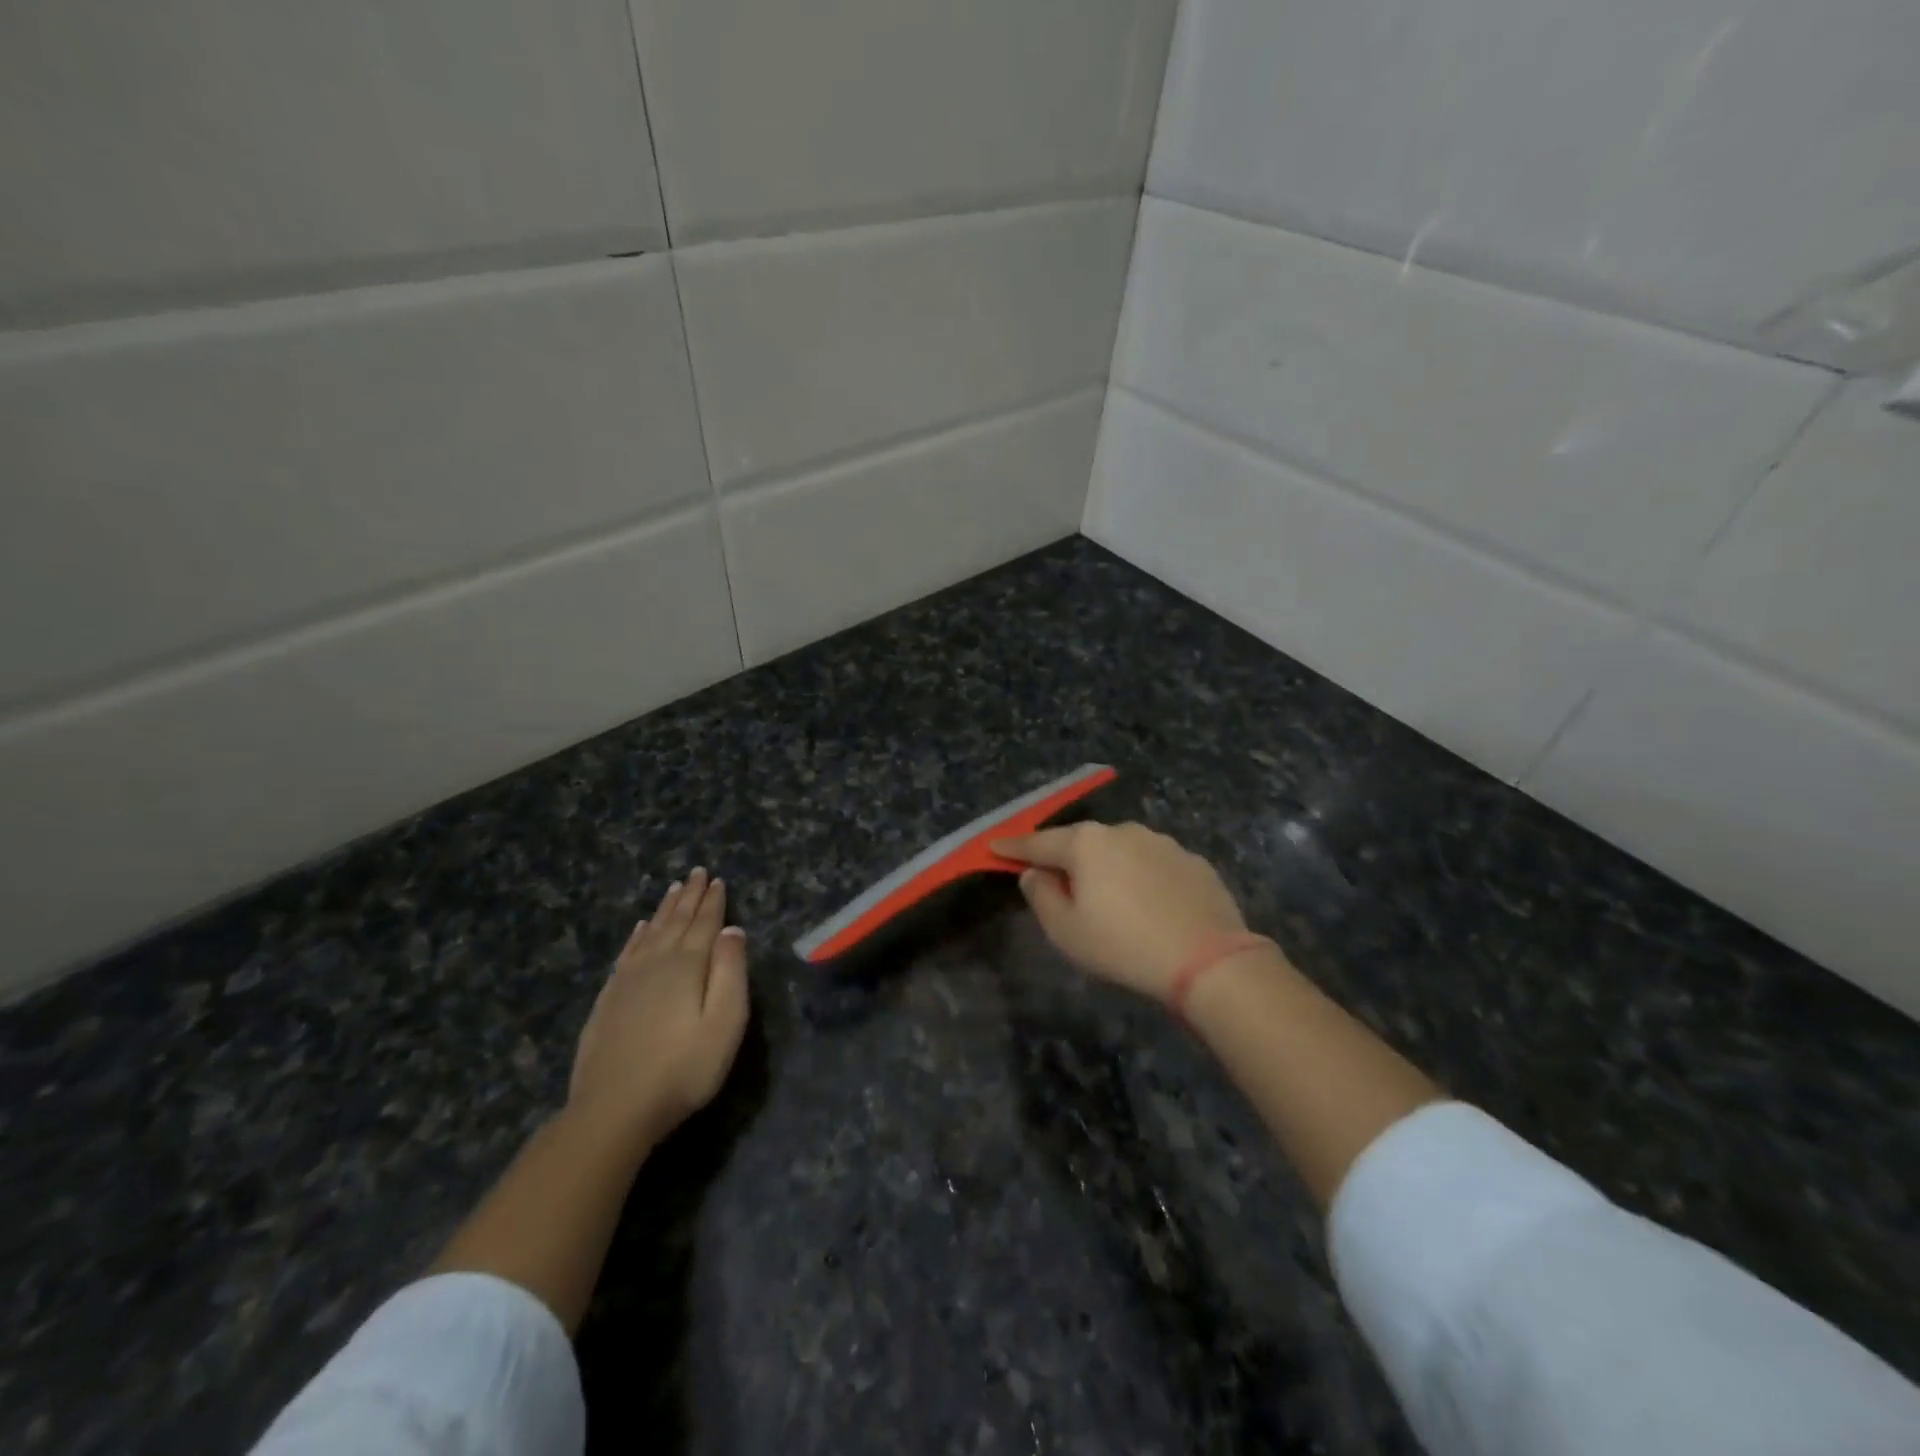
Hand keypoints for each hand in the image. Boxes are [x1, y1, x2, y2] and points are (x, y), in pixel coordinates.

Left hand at [568, 867, 749, 1147]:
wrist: (613, 1109)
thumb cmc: (683, 1069)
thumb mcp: (725, 1023)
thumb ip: (731, 972)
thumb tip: (732, 930)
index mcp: (688, 966)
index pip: (705, 923)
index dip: (713, 901)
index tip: (718, 879)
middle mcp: (656, 963)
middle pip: (676, 922)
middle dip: (689, 896)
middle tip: (696, 872)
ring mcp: (627, 981)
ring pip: (651, 933)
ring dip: (665, 910)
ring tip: (673, 889)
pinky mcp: (608, 999)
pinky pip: (627, 953)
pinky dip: (637, 935)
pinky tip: (640, 929)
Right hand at [992, 822, 1249, 1000]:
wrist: (1208, 960)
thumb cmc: (1123, 945)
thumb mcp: (1066, 931)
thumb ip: (1041, 896)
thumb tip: (1035, 873)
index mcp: (1087, 843)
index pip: (1039, 842)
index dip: (1014, 847)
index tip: (994, 846)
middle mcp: (1123, 831)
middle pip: (1082, 842)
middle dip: (1065, 857)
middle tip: (1054, 878)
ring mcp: (1162, 843)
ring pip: (1120, 851)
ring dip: (1107, 867)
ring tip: (1108, 897)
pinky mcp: (1193, 861)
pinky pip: (1153, 865)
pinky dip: (1141, 878)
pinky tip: (1148, 904)